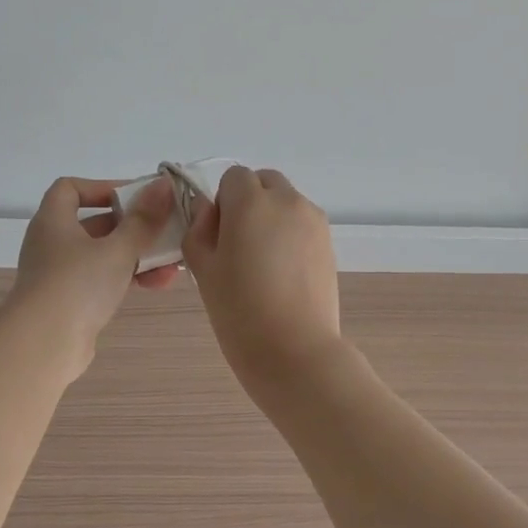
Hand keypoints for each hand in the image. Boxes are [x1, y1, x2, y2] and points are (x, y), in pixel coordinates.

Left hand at [7, 175, 178, 380]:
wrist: (44, 346)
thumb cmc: (77, 284)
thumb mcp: (118, 248)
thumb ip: (143, 219)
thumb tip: (163, 185)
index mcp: (54, 221)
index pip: (70, 189)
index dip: (101, 187)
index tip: (134, 197)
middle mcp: (53, 244)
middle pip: (96, 224)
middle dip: (134, 226)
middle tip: (166, 228)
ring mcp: (60, 276)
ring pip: (104, 256)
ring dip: (138, 256)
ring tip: (173, 262)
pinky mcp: (71, 303)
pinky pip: (104, 281)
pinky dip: (129, 278)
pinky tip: (159, 284)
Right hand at [182, 166, 343, 394]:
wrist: (294, 350)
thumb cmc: (239, 311)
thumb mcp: (203, 269)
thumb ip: (198, 229)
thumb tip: (209, 213)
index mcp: (251, 202)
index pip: (233, 177)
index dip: (221, 203)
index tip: (218, 237)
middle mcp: (287, 201)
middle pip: (264, 182)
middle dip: (249, 202)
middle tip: (238, 245)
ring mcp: (314, 221)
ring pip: (286, 202)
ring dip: (271, 217)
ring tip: (263, 263)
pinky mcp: (329, 243)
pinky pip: (303, 224)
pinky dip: (290, 235)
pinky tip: (283, 274)